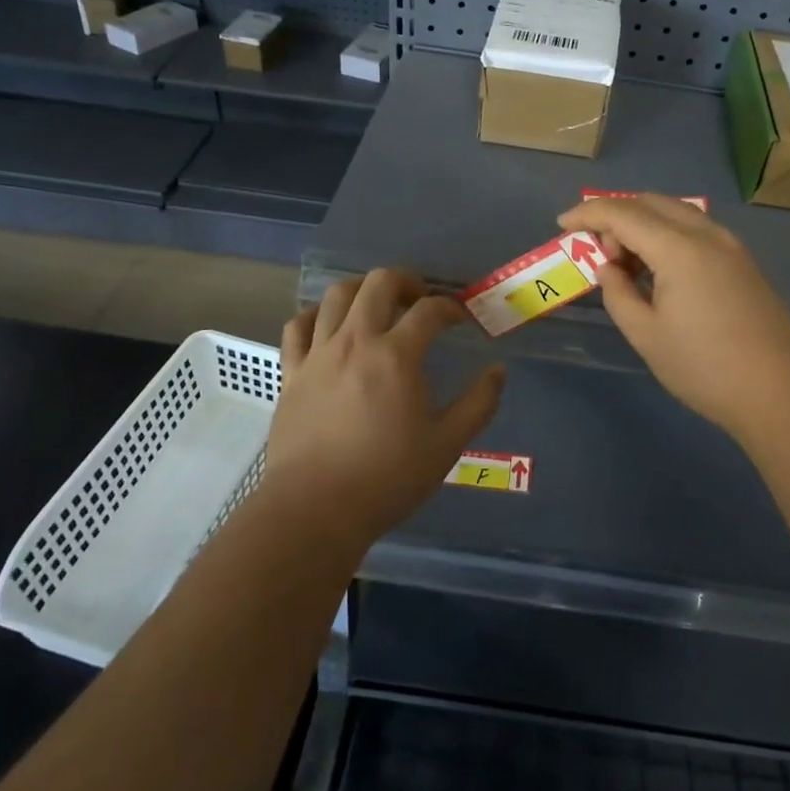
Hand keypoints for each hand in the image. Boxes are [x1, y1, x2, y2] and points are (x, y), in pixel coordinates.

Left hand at [266, 267, 505, 547]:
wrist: (314, 510)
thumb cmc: (386, 478)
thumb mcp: (447, 445)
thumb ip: (478, 404)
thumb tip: (497, 371)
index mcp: (397, 356)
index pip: (429, 310)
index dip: (450, 308)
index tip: (460, 319)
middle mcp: (356, 342)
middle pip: (378, 283)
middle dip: (405, 280)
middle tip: (419, 299)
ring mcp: (318, 354)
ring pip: (336, 295)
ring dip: (362, 289)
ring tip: (375, 305)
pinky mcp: (292, 372)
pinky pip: (298, 326)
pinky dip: (314, 316)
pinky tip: (327, 327)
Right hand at [558, 195, 789, 436]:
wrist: (781, 392)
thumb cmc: (705, 368)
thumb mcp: (646, 335)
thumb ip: (618, 294)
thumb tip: (609, 269)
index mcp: (679, 249)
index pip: (623, 213)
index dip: (588, 214)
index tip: (562, 223)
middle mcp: (706, 234)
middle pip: (650, 202)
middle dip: (616, 215)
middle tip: (597, 250)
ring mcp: (730, 245)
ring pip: (676, 213)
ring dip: (643, 223)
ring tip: (625, 262)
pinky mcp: (743, 261)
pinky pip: (695, 230)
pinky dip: (667, 234)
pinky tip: (659, 270)